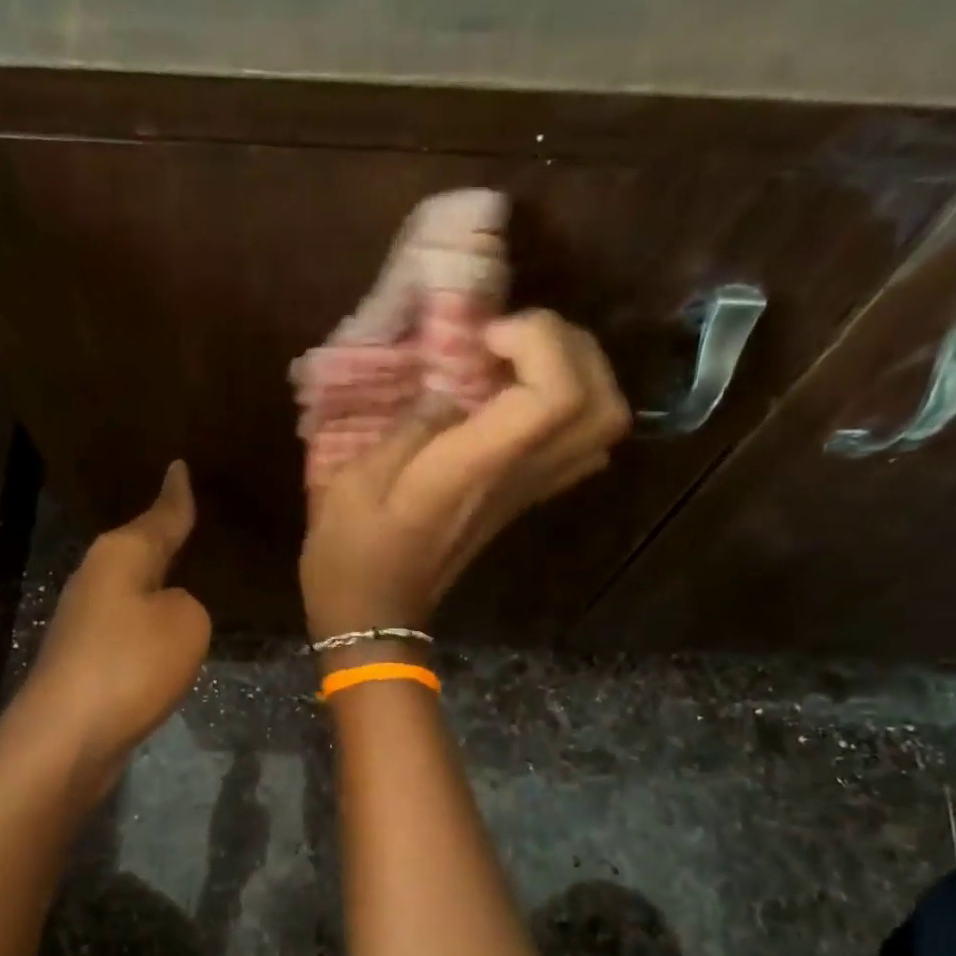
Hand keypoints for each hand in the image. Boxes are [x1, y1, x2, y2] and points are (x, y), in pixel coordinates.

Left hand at [4, 460, 210, 800]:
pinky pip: (131, 627)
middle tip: (199, 520)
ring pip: (134, 590)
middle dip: (165, 537)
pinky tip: (169, 631)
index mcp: (121, 555)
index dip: (176, 494)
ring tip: (193, 573)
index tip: (180, 465)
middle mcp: (97, 578)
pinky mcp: (87, 658)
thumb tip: (169, 610)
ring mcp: (87, 620)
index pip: (160, 515)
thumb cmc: (130, 666)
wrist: (68, 738)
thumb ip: (190, 604)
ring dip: (159, 584)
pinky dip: (151, 625)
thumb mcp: (186, 624)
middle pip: (140, 549)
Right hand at [299, 311, 629, 640]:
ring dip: (576, 374)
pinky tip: (516, 398)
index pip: (557, 396)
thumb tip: (448, 394)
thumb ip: (410, 427)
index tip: (484, 338)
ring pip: (603, 428)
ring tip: (517, 359)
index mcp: (475, 470)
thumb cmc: (352, 555)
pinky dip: (568, 407)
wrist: (374, 617)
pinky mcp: (521, 500)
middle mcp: (517, 479)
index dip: (538, 343)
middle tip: (511, 338)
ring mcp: (526, 493)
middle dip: (570, 348)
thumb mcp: (355, 482)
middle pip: (603, 407)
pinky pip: (579, 448)